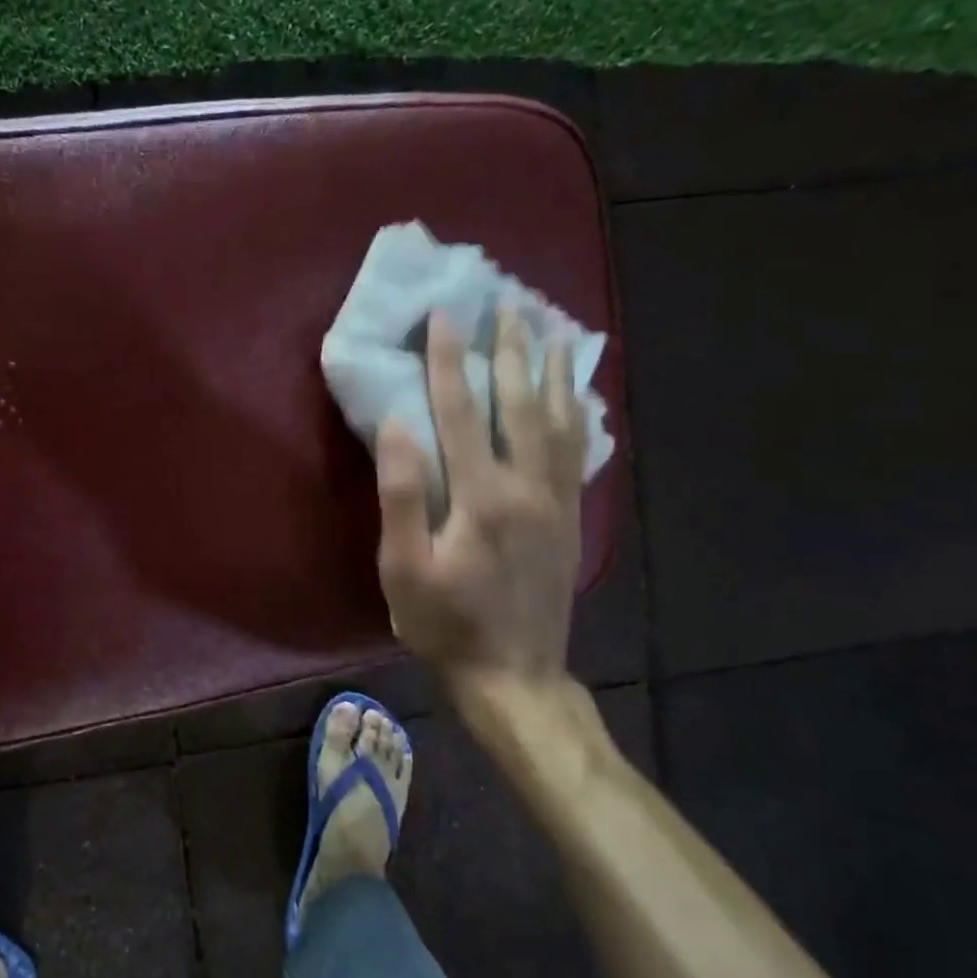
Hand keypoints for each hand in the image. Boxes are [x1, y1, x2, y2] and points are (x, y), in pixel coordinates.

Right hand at [376, 306, 585, 689]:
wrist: (514, 674)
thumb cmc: (444, 623)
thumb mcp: (404, 569)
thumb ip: (402, 495)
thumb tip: (398, 425)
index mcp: (480, 495)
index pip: (462, 411)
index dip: (450, 360)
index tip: (446, 315)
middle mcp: (526, 486)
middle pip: (518, 403)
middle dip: (509, 349)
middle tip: (508, 302)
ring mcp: (555, 501)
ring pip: (557, 420)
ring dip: (551, 370)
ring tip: (551, 328)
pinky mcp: (570, 518)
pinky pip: (577, 452)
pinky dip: (577, 413)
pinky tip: (578, 393)